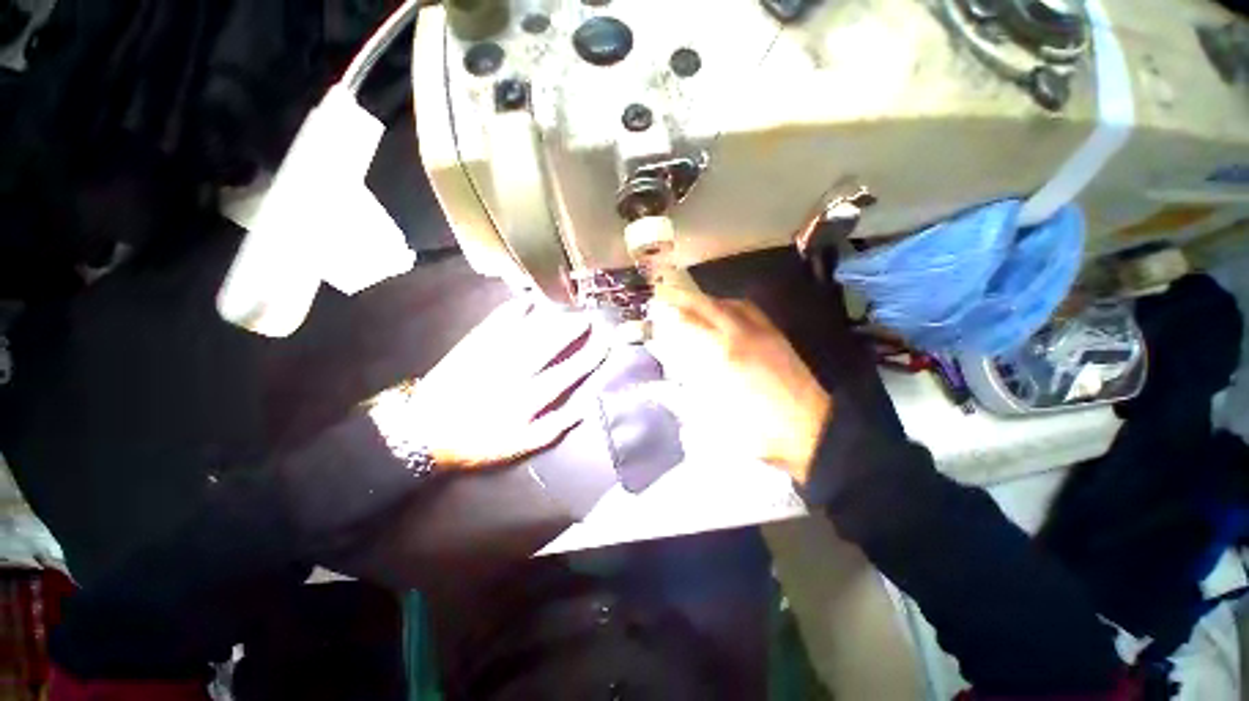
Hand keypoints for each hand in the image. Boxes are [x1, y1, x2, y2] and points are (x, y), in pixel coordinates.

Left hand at [369, 298, 607, 470]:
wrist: (424, 431)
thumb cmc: (478, 441)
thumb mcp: (519, 446)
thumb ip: (553, 428)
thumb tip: (583, 409)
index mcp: (528, 399)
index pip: (567, 373)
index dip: (589, 357)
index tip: (605, 343)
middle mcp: (515, 373)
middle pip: (549, 345)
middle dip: (571, 330)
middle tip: (587, 317)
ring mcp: (493, 356)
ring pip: (527, 331)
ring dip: (548, 318)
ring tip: (564, 307)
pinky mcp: (473, 346)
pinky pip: (496, 323)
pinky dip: (512, 311)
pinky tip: (525, 302)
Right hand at [647, 286, 831, 482]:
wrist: (812, 431)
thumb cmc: (758, 430)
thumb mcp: (712, 420)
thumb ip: (680, 398)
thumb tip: (654, 388)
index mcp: (724, 354)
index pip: (690, 324)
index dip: (670, 315)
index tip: (654, 309)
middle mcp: (742, 335)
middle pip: (709, 306)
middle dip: (684, 298)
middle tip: (665, 295)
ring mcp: (763, 332)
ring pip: (731, 304)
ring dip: (708, 300)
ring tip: (692, 303)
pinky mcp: (777, 336)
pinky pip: (750, 310)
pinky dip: (731, 306)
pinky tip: (725, 314)